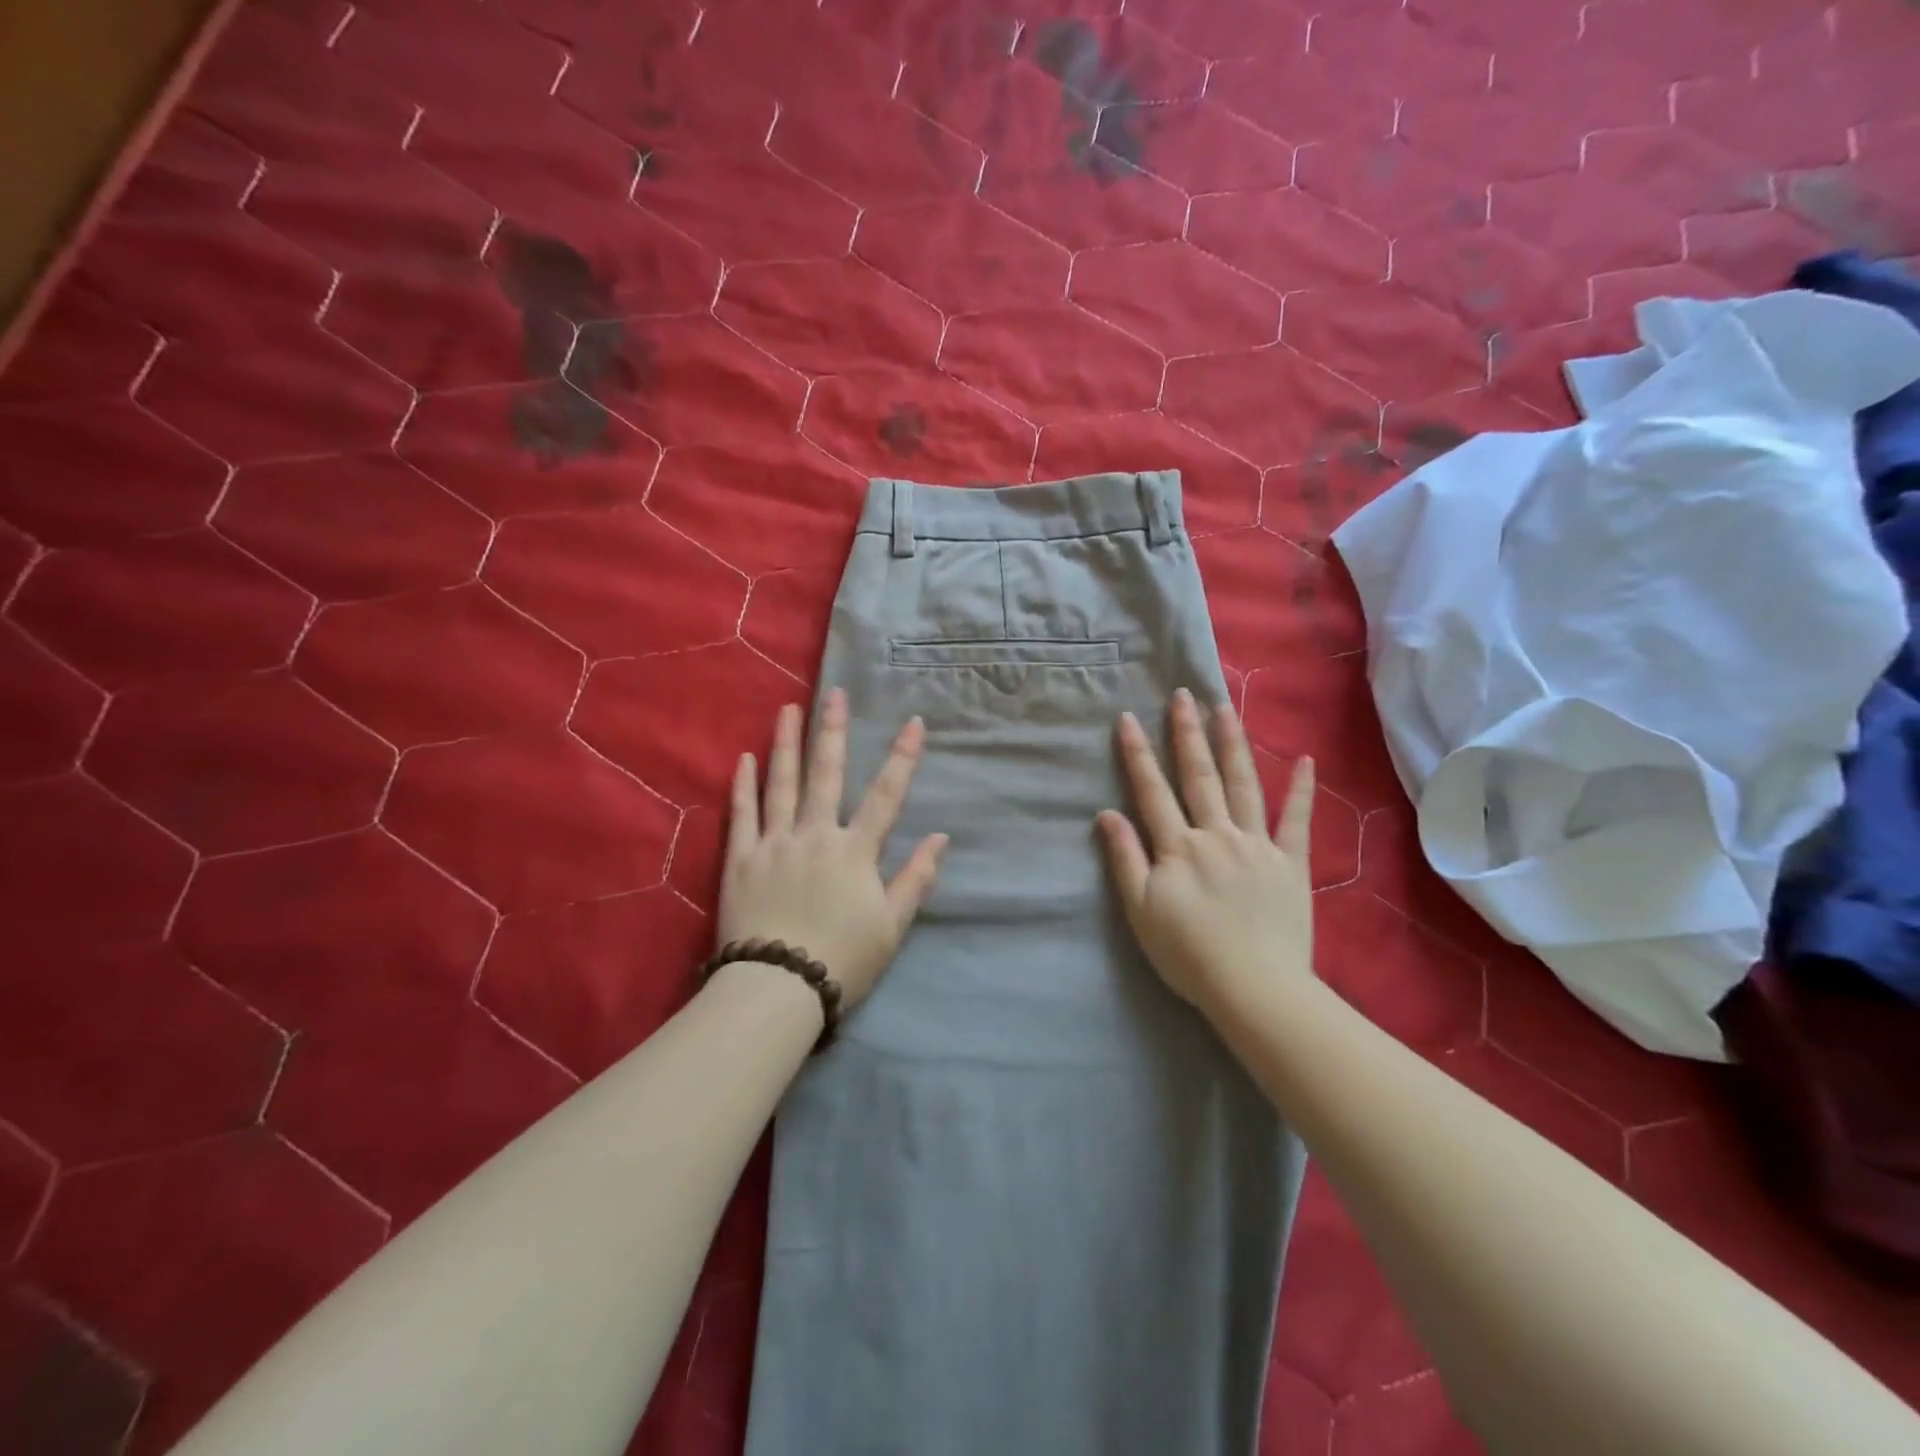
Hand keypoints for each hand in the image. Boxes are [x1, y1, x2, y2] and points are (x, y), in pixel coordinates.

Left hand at [717, 689, 947, 1008]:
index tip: (913, 723)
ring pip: (781, 784)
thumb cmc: (842, 960)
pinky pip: (741, 814)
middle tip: (834, 694)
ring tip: (789, 710)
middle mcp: (815, 835)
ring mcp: (774, 844)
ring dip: (786, 744)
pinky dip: (743, 785)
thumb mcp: (892, 926)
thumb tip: (940, 838)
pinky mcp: (740, 860)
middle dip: (832, 731)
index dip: (902, 758)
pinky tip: (744, 759)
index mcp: (855, 851)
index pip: (886, 795)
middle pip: (827, 775)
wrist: (777, 987)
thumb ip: (916, 878)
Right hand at [1096, 689, 1316, 1014]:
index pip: (1152, 790)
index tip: (1129, 717)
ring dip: (1232, 745)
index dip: (1137, 753)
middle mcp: (1216, 834)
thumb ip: (1125, 859)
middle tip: (1183, 694)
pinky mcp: (1290, 863)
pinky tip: (1304, 760)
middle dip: (1187, 733)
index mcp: (1178, 847)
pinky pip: (1297, 821)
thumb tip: (1106, 814)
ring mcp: (1257, 845)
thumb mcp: (1140, 911)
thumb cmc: (1188, 954)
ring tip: (1225, 709)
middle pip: (1199, 776)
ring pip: (1243, 785)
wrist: (1255, 989)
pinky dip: (1301, 790)